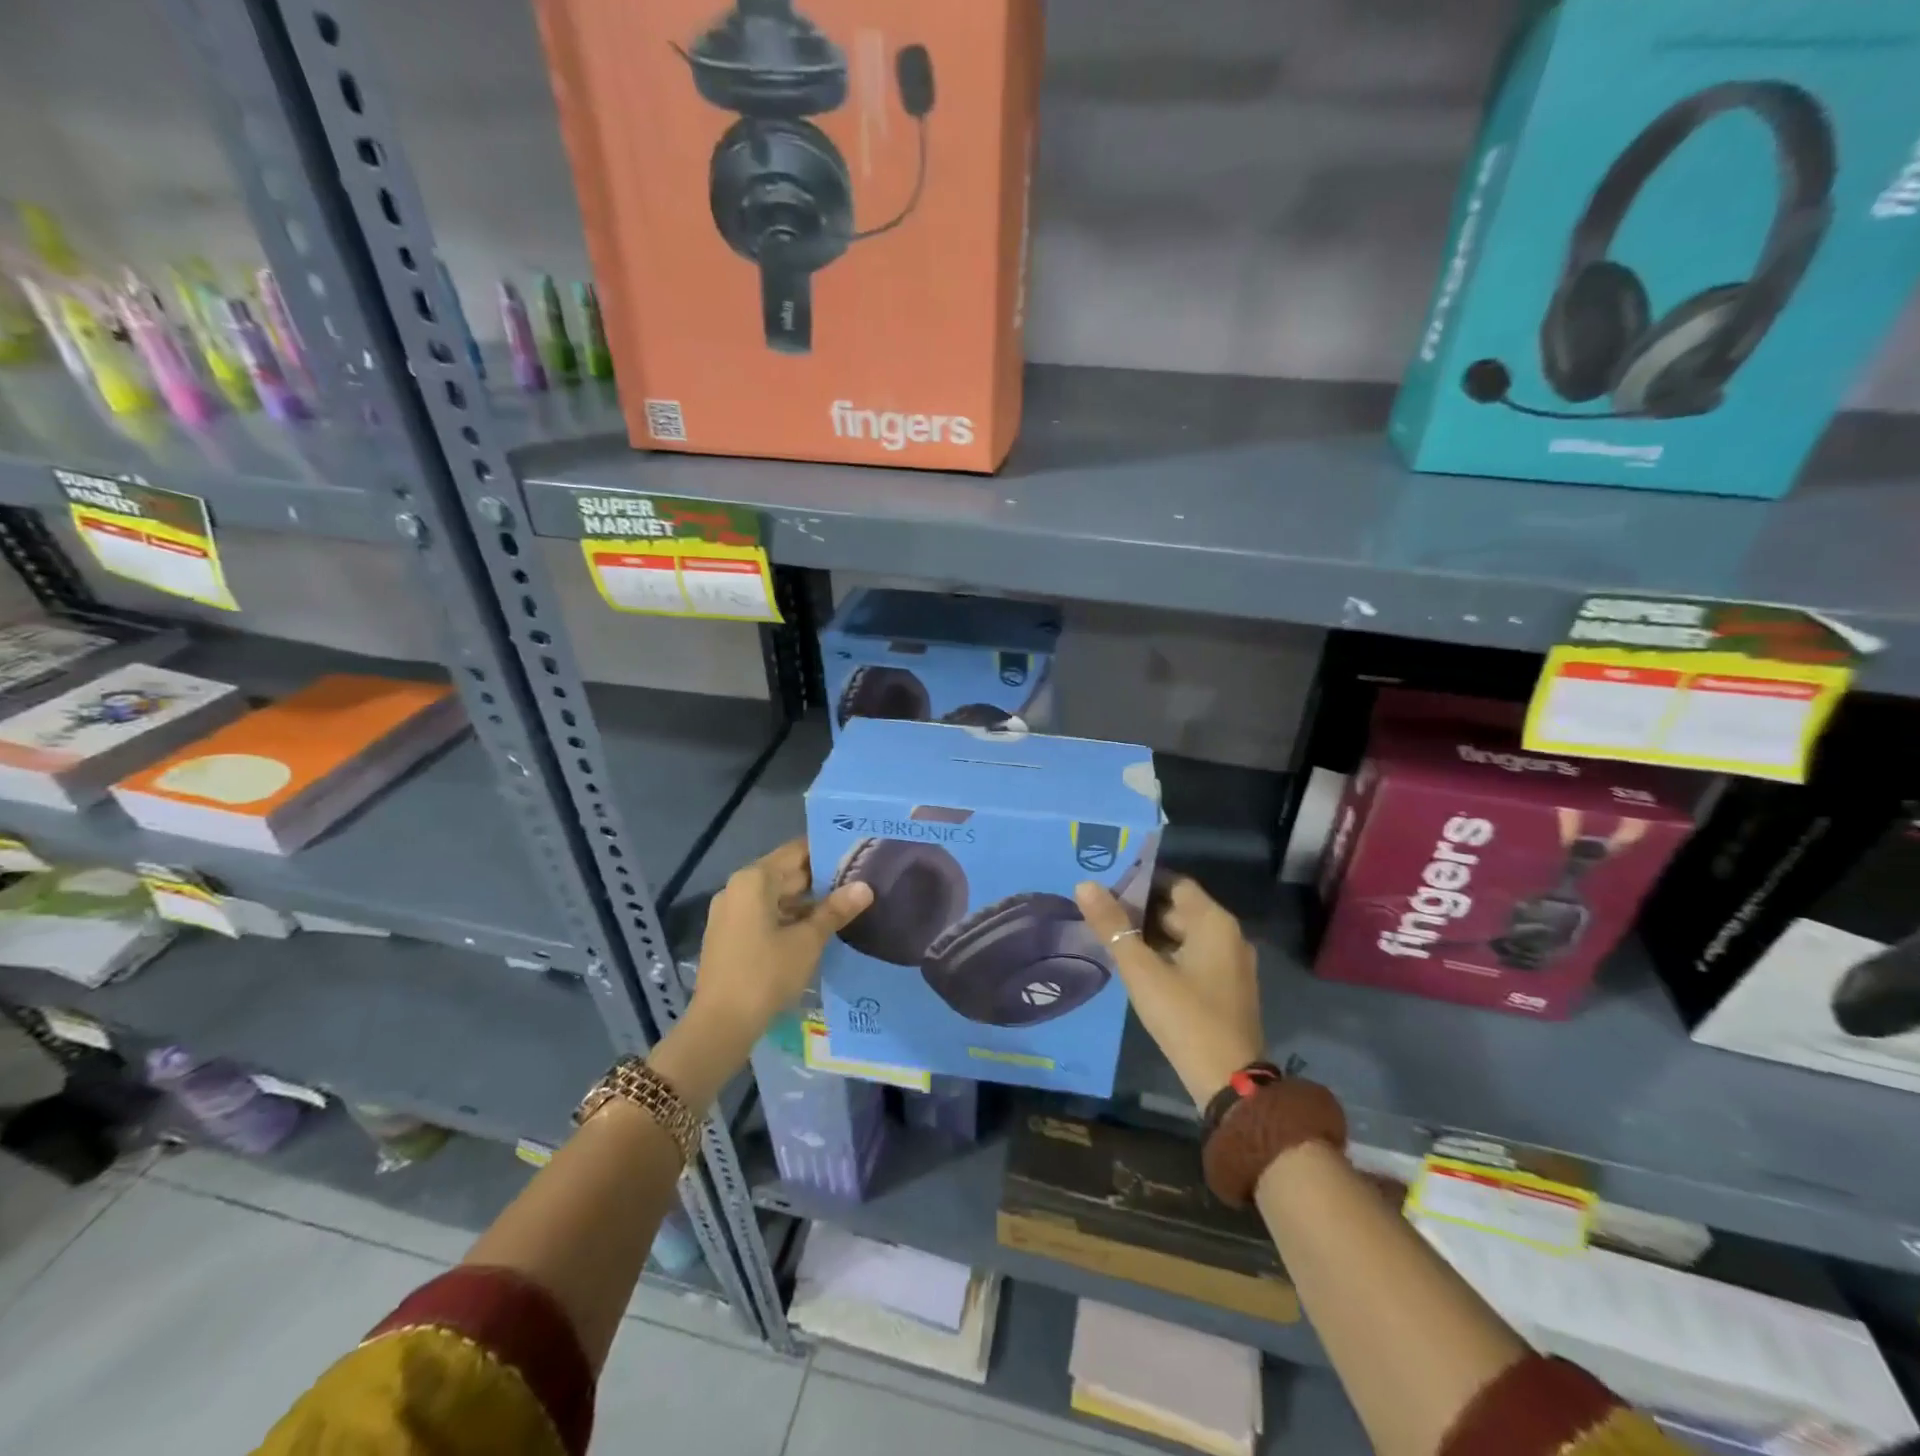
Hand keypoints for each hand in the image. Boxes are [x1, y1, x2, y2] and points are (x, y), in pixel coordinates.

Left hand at [689, 838, 871, 1045]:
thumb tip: (865, 887)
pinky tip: (817, 928)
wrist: (720, 1025)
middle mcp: (738, 888)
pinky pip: (765, 914)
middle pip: (786, 872)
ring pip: (776, 896)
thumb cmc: (766, 974)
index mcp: (754, 880)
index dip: (827, 851)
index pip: (797, 851)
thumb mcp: (808, 941)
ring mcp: (730, 912)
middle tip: (859, 879)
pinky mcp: (729, 935)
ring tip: (846, 903)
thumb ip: (836, 910)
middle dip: (821, 878)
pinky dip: (790, 917)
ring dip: (807, 901)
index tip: (857, 852)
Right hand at [1074, 876, 1265, 1109]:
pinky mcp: (1227, 988)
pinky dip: (1166, 955)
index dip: (1140, 881)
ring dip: (1151, 934)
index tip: (1106, 885)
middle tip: (1101, 913)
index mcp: (1214, 922)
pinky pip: (1193, 957)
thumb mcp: (1141, 970)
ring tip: (1111, 936)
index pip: (1173, 883)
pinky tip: (1137, 966)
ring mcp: (1232, 964)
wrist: (1229, 1082)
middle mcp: (1229, 935)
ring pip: (1184, 935)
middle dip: (1140, 910)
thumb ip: (1112, 926)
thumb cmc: (1185, 1017)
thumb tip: (1084, 885)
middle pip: (1179, 908)